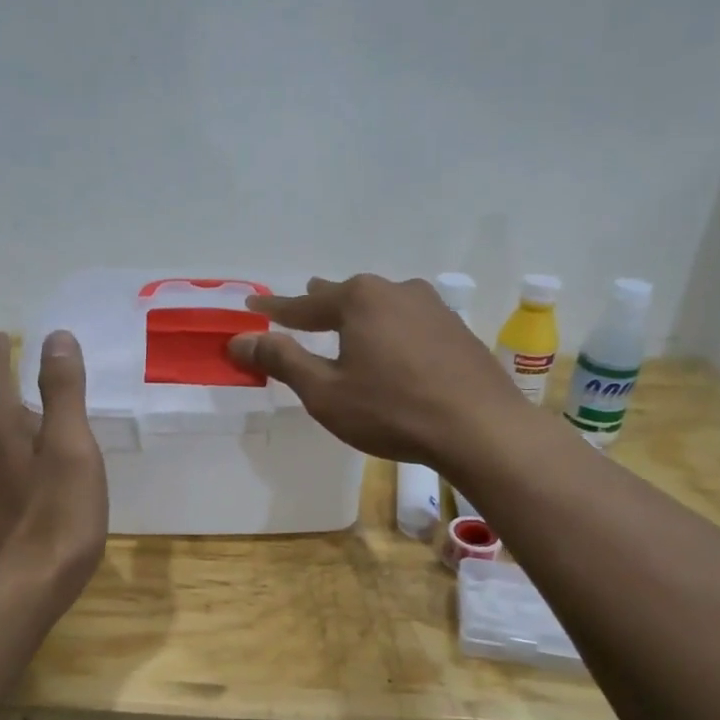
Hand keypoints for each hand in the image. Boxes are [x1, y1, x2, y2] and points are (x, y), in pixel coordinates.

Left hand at [0, 331, 107, 607]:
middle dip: (13, 396)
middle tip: (39, 386)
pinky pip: (9, 482)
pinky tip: (45, 486)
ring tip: (48, 434)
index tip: (3, 337)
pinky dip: (25, 468)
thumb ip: (63, 392)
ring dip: (21, 434)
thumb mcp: (70, 447)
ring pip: (2, 452)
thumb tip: (54, 337)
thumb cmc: (55, 517)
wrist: (23, 594)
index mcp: (3, 435)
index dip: (0, 357)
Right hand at [226, 274, 530, 475]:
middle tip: (302, 303)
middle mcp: (396, 291)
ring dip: (358, 315)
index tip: (253, 306)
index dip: (275, 309)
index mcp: (359, 300)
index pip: (304, 304)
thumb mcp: (325, 392)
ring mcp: (432, 308)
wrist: (480, 428)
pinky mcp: (456, 330)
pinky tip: (392, 347)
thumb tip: (239, 339)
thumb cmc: (391, 410)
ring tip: (346, 322)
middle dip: (320, 303)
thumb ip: (282, 360)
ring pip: (381, 306)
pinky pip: (408, 323)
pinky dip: (388, 331)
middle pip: (346, 296)